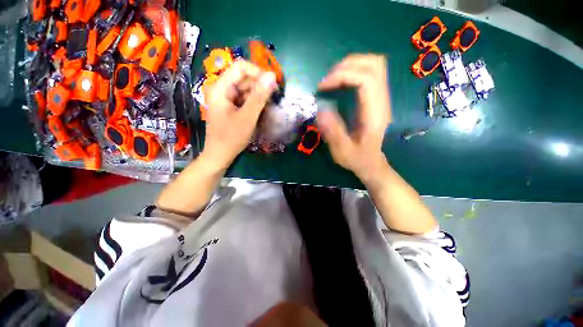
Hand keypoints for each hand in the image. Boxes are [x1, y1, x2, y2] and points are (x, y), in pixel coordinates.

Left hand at [203, 60, 276, 167]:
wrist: (220, 155)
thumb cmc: (231, 137)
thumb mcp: (247, 117)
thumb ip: (259, 96)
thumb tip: (272, 76)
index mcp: (220, 87)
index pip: (240, 67)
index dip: (258, 73)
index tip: (272, 85)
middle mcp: (221, 89)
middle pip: (243, 78)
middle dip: (259, 85)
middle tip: (274, 97)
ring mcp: (225, 99)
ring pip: (245, 89)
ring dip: (258, 95)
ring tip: (269, 105)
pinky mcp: (229, 107)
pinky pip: (244, 99)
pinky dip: (253, 102)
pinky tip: (261, 110)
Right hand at [317, 54, 391, 182]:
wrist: (372, 163)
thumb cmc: (358, 159)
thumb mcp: (343, 151)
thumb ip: (333, 132)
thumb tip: (321, 110)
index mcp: (374, 114)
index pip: (366, 79)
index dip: (342, 76)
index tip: (323, 87)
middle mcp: (381, 101)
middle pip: (374, 64)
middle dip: (346, 66)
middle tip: (327, 81)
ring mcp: (381, 97)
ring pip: (374, 64)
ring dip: (351, 65)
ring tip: (332, 79)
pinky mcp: (377, 98)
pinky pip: (370, 73)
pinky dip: (354, 71)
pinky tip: (341, 82)